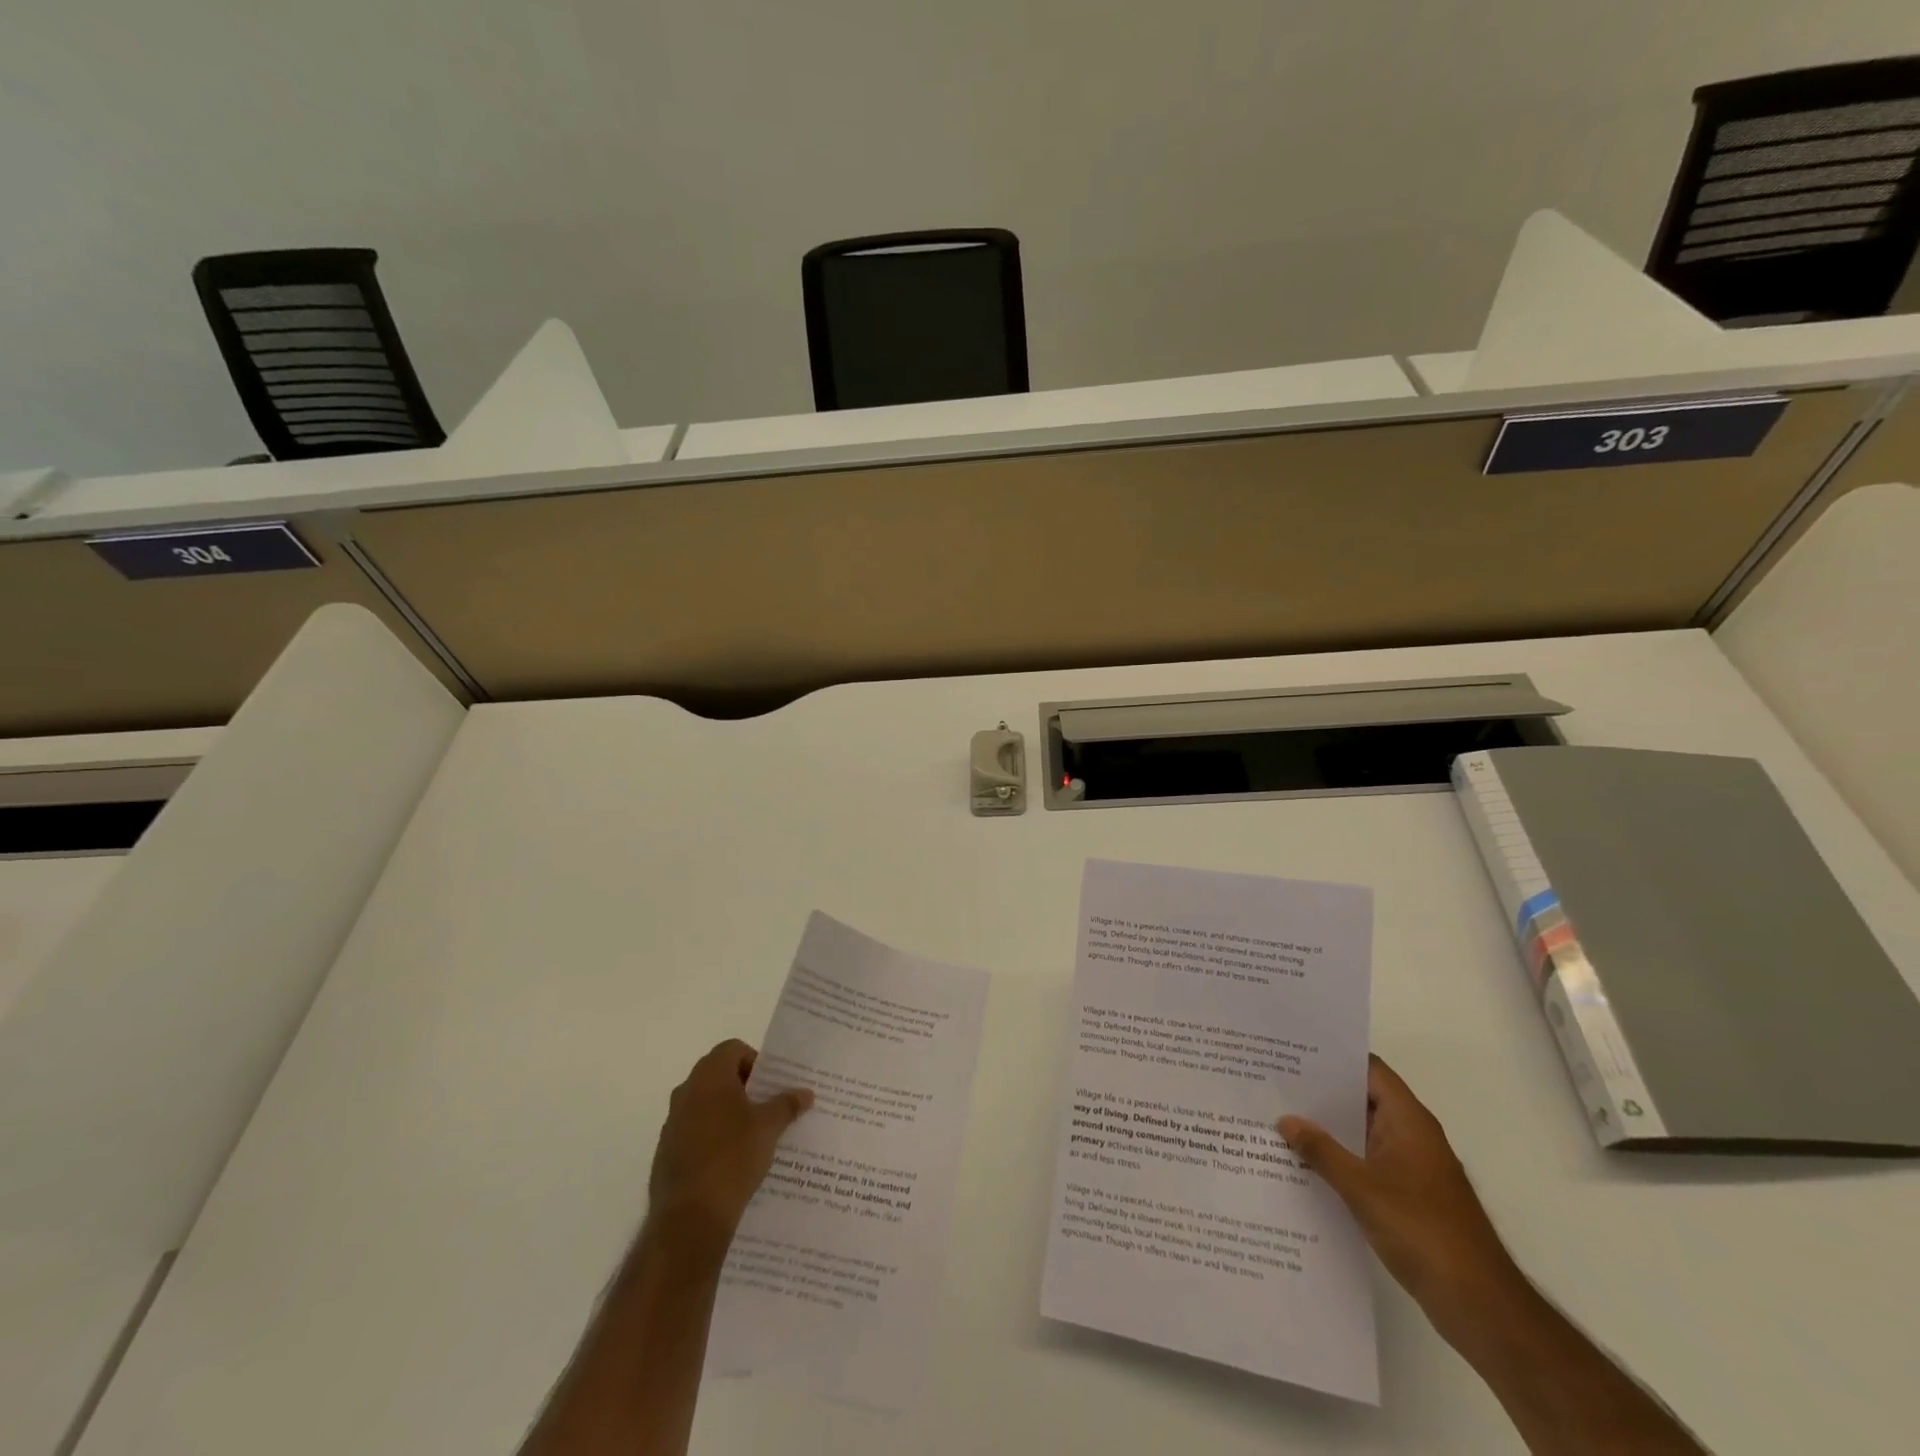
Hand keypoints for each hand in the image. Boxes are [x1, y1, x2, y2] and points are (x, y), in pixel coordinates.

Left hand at [647, 1040, 812, 1243]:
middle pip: (719, 1075)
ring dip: (728, 1113)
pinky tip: (733, 1161)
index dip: (755, 1061)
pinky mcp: (666, 1153)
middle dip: (744, 1087)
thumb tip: (806, 1092)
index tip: (772, 1084)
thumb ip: (787, 1105)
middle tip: (769, 1106)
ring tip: (755, 1135)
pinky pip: (695, 1132)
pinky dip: (713, 1136)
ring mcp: (672, 1123)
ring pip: (706, 1105)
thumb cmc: (732, 1158)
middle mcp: (686, 1092)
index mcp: (709, 1076)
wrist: (689, 1218)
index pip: (733, 1049)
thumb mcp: (769, 1128)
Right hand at [1279, 1055, 1520, 1335]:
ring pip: (1362, 1134)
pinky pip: (1367, 1163)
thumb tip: (1285, 1119)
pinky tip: (1305, 1166)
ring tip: (1280, 1120)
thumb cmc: (1422, 1231)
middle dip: (1322, 1093)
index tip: (1294, 1051)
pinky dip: (1340, 1159)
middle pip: (1363, 1099)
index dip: (1334, 1057)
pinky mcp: (1409, 1197)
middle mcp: (1412, 1136)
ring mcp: (1412, 1168)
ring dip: (1328, 1130)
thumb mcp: (1361, 1187)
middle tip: (1276, 1084)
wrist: (1479, 1305)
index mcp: (1408, 1120)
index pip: (1369, 1069)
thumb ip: (1321, 1150)